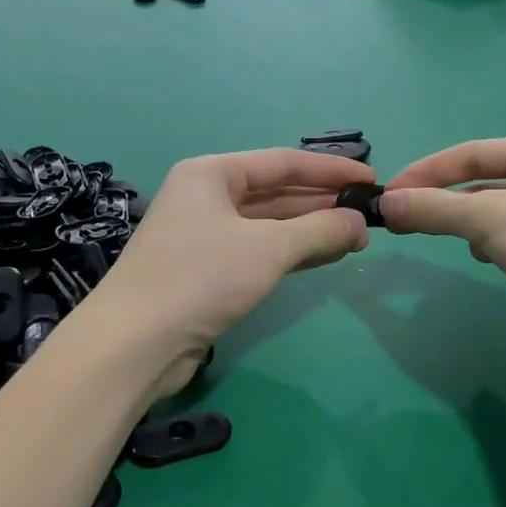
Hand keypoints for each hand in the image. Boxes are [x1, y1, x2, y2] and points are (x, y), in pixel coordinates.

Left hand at [94, 149, 374, 367]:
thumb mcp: (269, 249)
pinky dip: (289, 252)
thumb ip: (319, 230)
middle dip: (321, 203)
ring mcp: (203, 235)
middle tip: (367, 216)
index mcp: (212, 173)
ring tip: (354, 238)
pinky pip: (257, 250)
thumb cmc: (201, 278)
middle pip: (274, 191)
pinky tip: (321, 257)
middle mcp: (205, 197)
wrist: (134, 344)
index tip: (371, 180)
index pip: (283, 162)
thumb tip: (359, 223)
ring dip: (309, 229)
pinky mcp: (205, 271)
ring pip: (267, 223)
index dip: (330, 171)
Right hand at [379, 134, 505, 337]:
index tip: (391, 195)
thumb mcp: (489, 219)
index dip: (427, 172)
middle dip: (461, 212)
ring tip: (492, 255)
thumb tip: (385, 205)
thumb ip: (434, 209)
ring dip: (491, 239)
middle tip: (420, 228)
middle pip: (489, 189)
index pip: (473, 154)